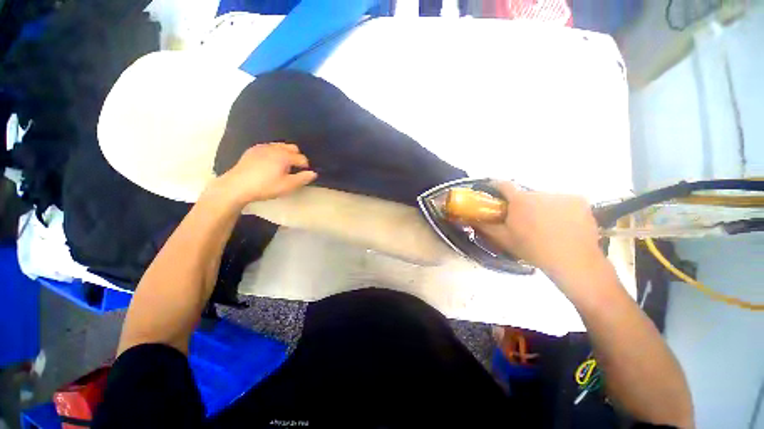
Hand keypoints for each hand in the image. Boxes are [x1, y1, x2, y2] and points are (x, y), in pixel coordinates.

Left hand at [210, 143, 316, 206]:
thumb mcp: (287, 186)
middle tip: (294, 170)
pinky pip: (269, 147)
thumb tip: (314, 173)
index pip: (302, 158)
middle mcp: (275, 147)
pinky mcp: (253, 150)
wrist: (237, 186)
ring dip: (286, 154)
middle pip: (293, 148)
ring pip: (280, 146)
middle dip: (297, 157)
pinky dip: (274, 153)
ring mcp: (262, 147)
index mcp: (285, 155)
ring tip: (283, 166)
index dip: (306, 167)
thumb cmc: (265, 186)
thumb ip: (303, 178)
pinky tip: (270, 164)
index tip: (303, 175)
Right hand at [469, 182, 608, 291]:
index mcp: (520, 200)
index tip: (493, 191)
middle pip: (526, 194)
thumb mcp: (503, 239)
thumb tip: (469, 218)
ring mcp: (561, 195)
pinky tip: (563, 223)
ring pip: (545, 198)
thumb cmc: (533, 249)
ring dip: (541, 206)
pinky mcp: (579, 200)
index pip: (504, 185)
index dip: (496, 186)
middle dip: (522, 203)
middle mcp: (540, 192)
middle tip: (523, 219)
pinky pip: (563, 201)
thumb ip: (485, 226)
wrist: (572, 260)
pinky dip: (560, 209)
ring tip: (545, 225)